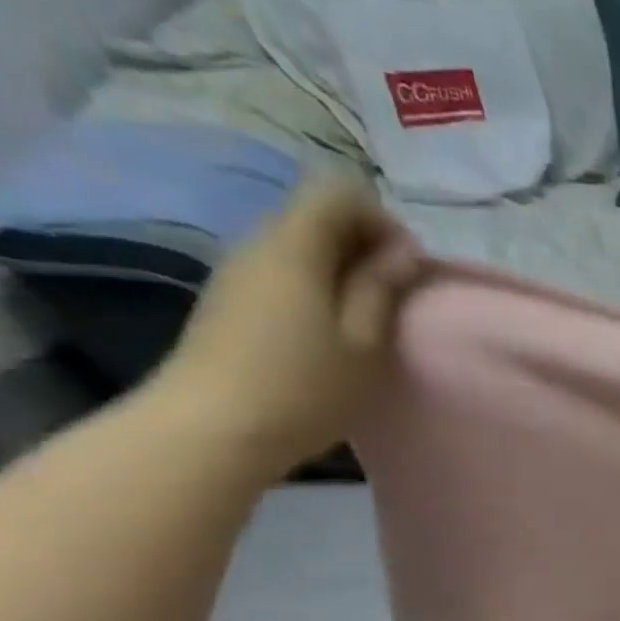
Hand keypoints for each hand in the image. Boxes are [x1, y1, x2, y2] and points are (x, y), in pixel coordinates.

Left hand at [153, 181, 423, 479]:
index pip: (339, 191)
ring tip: (367, 318)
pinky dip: (316, 286)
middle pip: (317, 215)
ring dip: (342, 268)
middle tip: (395, 296)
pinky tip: (330, 331)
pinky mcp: (229, 300)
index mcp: (294, 246)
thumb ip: (383, 287)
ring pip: (300, 244)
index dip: (382, 220)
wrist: (212, 429)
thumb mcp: (364, 341)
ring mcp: (237, 272)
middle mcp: (258, 243)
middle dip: (365, 244)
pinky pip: (281, 271)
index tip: (406, 268)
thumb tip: (403, 251)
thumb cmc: (305, 386)